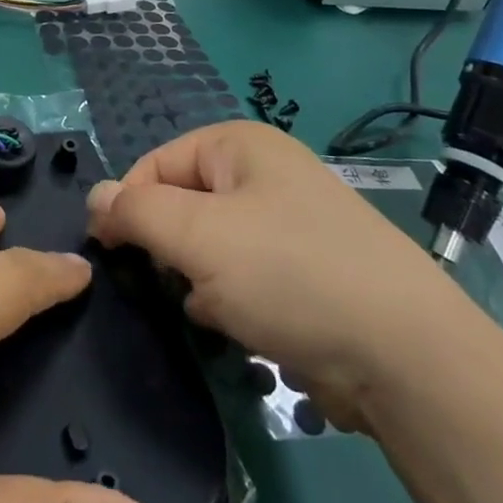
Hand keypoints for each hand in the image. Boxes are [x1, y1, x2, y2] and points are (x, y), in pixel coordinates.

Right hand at [87, 121, 486, 434]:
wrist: (408, 357)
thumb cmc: (289, 274)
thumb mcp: (197, 234)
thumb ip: (135, 210)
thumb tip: (94, 198)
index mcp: (239, 144)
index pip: (155, 163)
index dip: (128, 206)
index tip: (112, 254)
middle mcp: (264, 174)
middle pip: (183, 204)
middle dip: (171, 248)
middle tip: (178, 283)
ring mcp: (289, 223)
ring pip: (210, 246)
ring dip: (200, 280)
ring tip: (215, 309)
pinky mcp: (306, 272)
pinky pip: (244, 277)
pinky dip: (232, 301)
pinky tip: (242, 327)